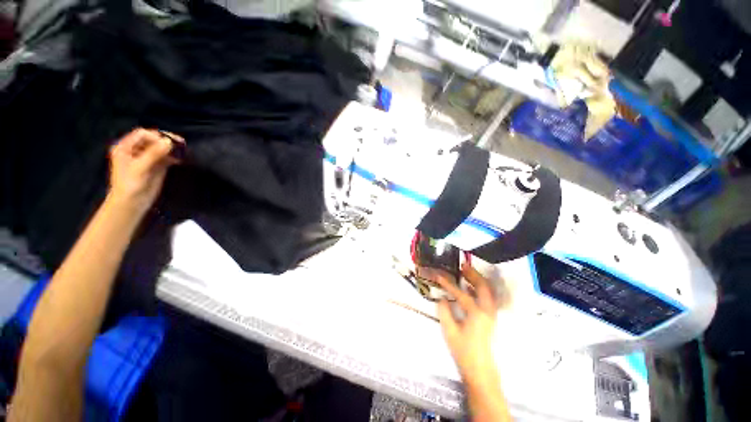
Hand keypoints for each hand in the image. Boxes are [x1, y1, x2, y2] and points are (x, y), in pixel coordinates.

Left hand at [108, 128, 181, 213]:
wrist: (132, 203)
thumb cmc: (130, 185)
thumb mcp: (140, 168)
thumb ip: (153, 153)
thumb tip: (169, 142)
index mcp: (126, 147)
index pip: (142, 134)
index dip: (155, 137)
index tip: (168, 144)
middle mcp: (136, 150)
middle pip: (153, 139)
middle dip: (166, 141)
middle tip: (180, 143)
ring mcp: (147, 158)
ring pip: (161, 148)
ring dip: (172, 148)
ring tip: (183, 151)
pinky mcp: (157, 166)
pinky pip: (167, 157)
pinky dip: (174, 156)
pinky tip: (181, 159)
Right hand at [434, 263, 498, 386]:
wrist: (481, 370)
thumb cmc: (464, 352)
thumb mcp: (450, 332)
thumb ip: (444, 312)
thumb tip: (442, 298)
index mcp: (476, 314)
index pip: (461, 293)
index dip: (448, 284)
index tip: (439, 275)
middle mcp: (487, 311)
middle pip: (483, 287)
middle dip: (472, 274)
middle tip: (462, 266)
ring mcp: (491, 314)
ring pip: (488, 291)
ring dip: (478, 280)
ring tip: (467, 272)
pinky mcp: (491, 318)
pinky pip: (487, 297)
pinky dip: (480, 288)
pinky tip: (471, 287)